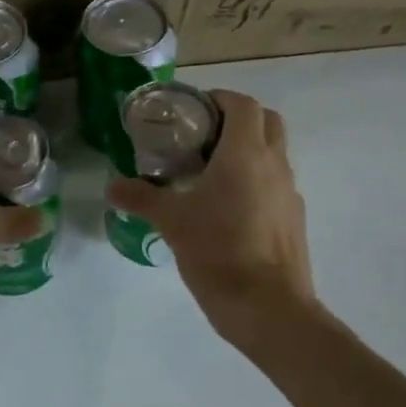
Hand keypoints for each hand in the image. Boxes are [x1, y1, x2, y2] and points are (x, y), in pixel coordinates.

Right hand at [106, 90, 316, 345]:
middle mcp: (275, 164)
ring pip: (274, 154)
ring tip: (210, 174)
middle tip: (203, 137)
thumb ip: (141, 197)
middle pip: (267, 121)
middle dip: (238, 120)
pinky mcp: (294, 219)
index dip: (219, 98)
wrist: (269, 308)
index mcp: (246, 154)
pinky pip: (275, 185)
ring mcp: (289, 192)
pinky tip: (228, 210)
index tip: (193, 110)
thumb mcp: (171, 222)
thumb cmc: (218, 252)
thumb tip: (111, 186)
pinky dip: (256, 182)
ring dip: (248, 151)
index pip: (243, 104)